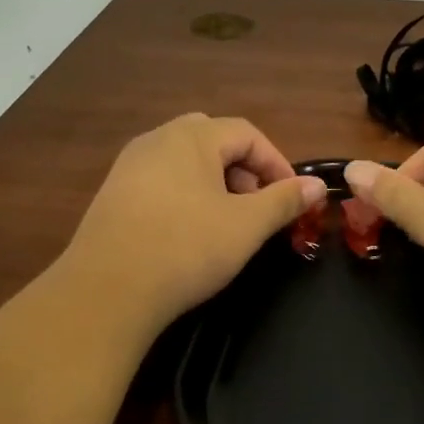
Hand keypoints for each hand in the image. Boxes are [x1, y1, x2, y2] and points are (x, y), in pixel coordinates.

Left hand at [59, 114, 325, 334]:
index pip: (246, 133)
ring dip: (215, 184)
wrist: (107, 290)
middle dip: (244, 170)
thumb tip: (316, 186)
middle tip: (256, 207)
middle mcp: (156, 140)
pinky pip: (161, 182)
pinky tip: (188, 233)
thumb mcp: (246, 226)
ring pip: (185, 162)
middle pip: (213, 141)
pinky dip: (185, 196)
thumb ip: (284, 200)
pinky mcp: (113, 195)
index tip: (291, 199)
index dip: (276, 162)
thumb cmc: (186, 248)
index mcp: (190, 137)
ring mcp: (128, 166)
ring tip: (226, 223)